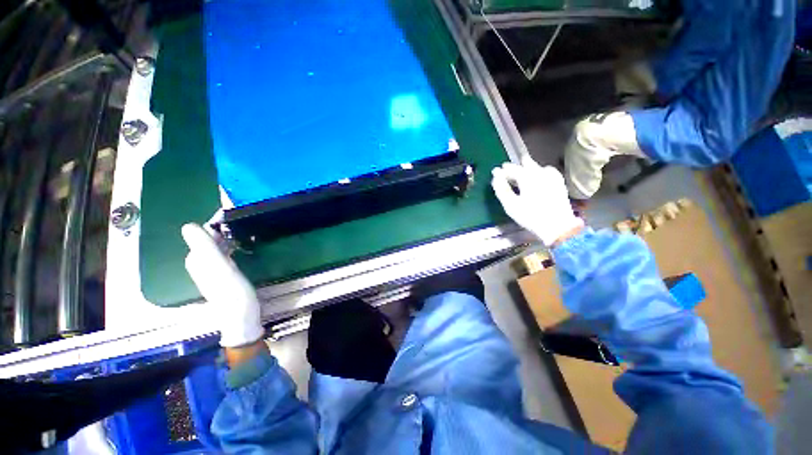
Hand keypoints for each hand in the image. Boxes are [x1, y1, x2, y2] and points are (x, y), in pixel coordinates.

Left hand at [182, 223, 263, 347]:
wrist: (241, 314)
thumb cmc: (232, 290)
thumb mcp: (219, 266)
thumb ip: (204, 247)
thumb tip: (189, 225)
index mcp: (196, 259)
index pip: (202, 233)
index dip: (216, 223)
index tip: (232, 217)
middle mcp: (200, 262)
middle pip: (209, 239)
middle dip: (222, 230)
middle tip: (241, 226)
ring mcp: (211, 268)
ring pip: (216, 246)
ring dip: (227, 238)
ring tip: (243, 234)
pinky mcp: (222, 273)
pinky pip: (223, 253)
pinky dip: (230, 247)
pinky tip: (240, 248)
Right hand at [491, 156, 583, 246]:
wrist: (558, 227)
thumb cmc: (530, 217)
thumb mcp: (511, 205)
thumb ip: (502, 190)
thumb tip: (496, 177)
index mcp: (527, 178)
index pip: (512, 169)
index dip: (502, 170)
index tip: (495, 171)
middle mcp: (540, 174)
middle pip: (526, 165)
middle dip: (515, 165)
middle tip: (507, 166)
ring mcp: (552, 178)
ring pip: (538, 167)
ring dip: (528, 166)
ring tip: (522, 168)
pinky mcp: (559, 184)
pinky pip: (549, 171)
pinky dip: (541, 170)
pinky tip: (541, 174)